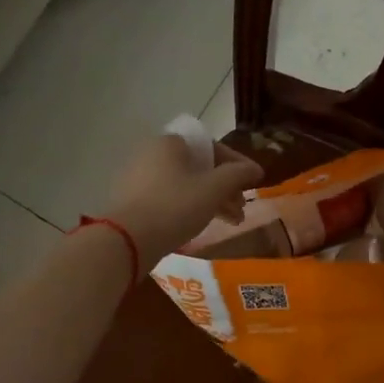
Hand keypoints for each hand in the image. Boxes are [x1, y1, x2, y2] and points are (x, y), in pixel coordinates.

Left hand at [104, 135, 262, 265]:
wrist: (128, 239)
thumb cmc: (175, 206)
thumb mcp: (213, 189)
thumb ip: (237, 175)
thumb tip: (254, 168)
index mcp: (170, 143)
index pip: (211, 147)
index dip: (237, 164)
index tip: (254, 182)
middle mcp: (151, 154)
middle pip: (199, 167)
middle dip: (224, 187)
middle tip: (241, 208)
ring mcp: (138, 178)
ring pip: (185, 185)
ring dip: (211, 200)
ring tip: (229, 221)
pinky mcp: (132, 201)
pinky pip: (169, 198)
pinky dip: (189, 207)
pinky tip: (201, 224)